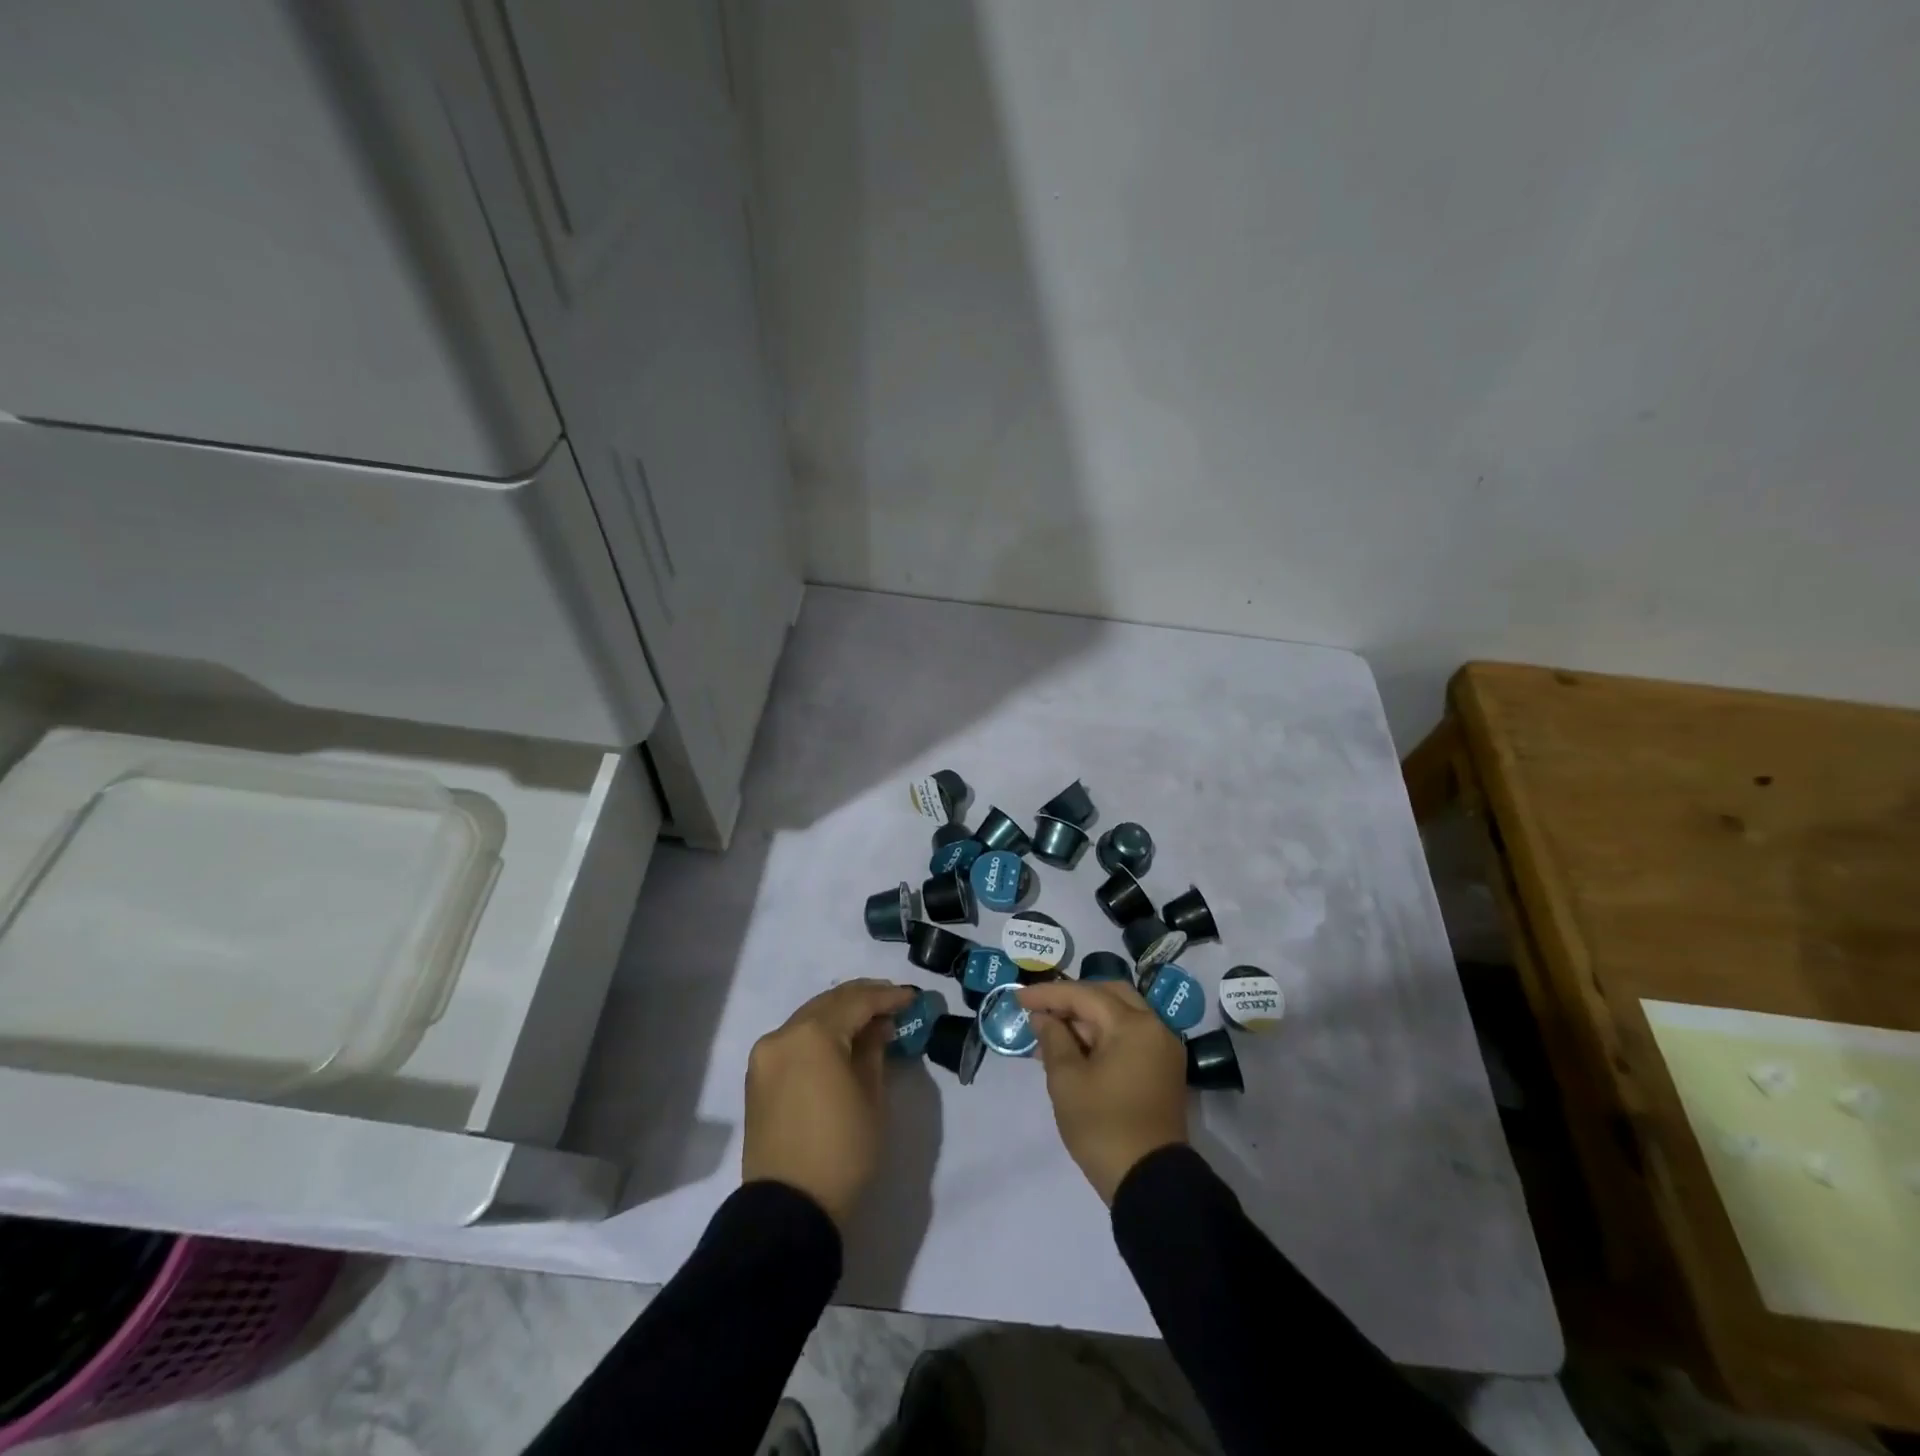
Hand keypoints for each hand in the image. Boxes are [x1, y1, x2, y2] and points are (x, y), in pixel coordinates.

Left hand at [742, 979, 915, 1228]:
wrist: (789, 1209)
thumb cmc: (842, 1151)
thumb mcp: (871, 1096)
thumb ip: (874, 1049)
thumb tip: (877, 1025)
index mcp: (812, 1035)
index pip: (857, 1002)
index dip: (887, 997)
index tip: (912, 997)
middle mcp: (783, 1034)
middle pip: (829, 1003)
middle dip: (863, 998)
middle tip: (893, 1001)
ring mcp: (766, 1055)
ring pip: (809, 1018)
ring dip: (840, 1014)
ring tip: (871, 1019)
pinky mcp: (758, 1076)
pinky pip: (794, 1039)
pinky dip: (820, 1033)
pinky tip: (841, 1040)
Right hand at [1019, 980, 1188, 1202]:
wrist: (1149, 1182)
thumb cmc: (1103, 1126)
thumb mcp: (1066, 1080)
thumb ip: (1053, 1039)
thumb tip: (1043, 1017)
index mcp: (1133, 1025)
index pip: (1084, 995)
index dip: (1048, 994)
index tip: (1018, 999)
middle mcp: (1155, 1027)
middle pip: (1108, 996)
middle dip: (1072, 999)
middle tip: (1041, 1010)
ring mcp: (1162, 1049)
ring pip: (1120, 1015)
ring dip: (1086, 1019)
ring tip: (1050, 1034)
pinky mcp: (1163, 1070)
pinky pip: (1129, 1037)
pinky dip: (1102, 1036)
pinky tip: (1074, 1050)